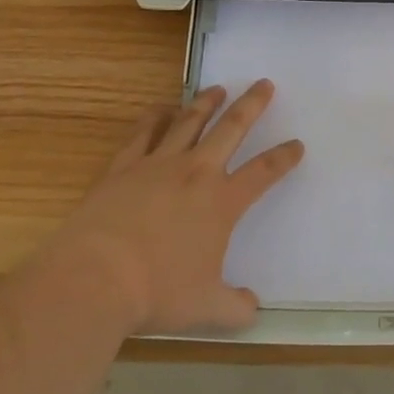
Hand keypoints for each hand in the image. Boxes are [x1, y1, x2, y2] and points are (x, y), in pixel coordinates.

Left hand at [55, 81, 303, 334]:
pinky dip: (156, 116)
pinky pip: (144, 132)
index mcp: (222, 202)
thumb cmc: (157, 292)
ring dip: (206, 102)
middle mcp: (195, 173)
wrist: (96, 277)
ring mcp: (158, 164)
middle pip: (231, 129)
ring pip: (189, 122)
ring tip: (218, 88)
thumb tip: (253, 308)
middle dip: (251, 105)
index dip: (284, 157)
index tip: (297, 144)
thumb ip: (235, 308)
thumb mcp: (206, 309)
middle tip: (264, 84)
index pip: (263, 172)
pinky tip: (162, 107)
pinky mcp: (124, 166)